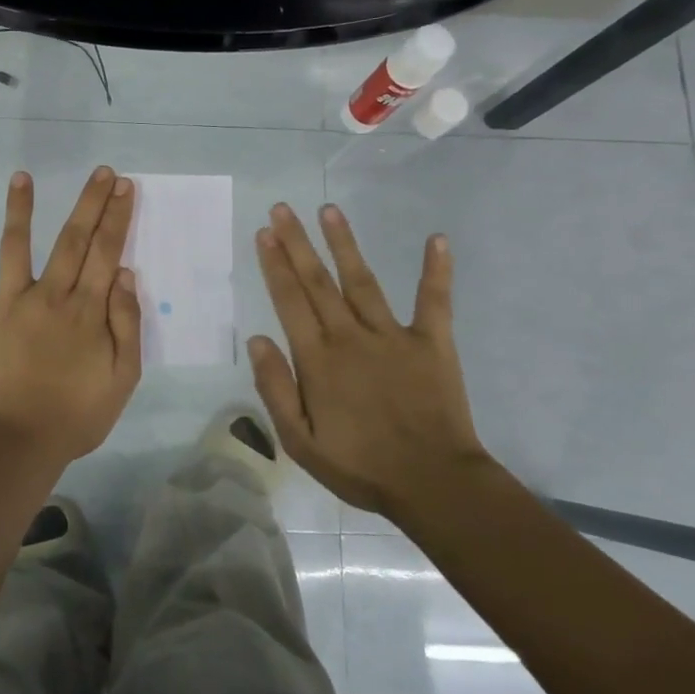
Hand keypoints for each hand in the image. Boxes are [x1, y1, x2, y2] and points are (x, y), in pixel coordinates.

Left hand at [0, 167, 142, 465]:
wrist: (19, 443)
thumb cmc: (76, 415)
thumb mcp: (122, 377)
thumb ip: (126, 323)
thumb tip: (124, 274)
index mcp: (85, 310)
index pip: (106, 252)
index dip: (116, 217)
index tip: (124, 187)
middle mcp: (48, 296)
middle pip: (72, 240)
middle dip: (89, 203)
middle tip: (101, 171)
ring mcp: (7, 306)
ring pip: (14, 249)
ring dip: (18, 211)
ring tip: (20, 177)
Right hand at [248, 203, 484, 516]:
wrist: (433, 484)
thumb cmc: (360, 466)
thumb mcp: (300, 441)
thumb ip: (275, 388)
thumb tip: (256, 339)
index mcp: (318, 359)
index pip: (290, 301)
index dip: (275, 265)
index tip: (265, 233)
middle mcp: (351, 336)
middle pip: (318, 282)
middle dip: (297, 243)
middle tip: (282, 209)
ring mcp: (393, 336)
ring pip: (362, 280)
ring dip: (345, 244)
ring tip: (329, 210)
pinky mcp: (432, 343)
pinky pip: (434, 301)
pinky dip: (436, 271)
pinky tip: (437, 239)